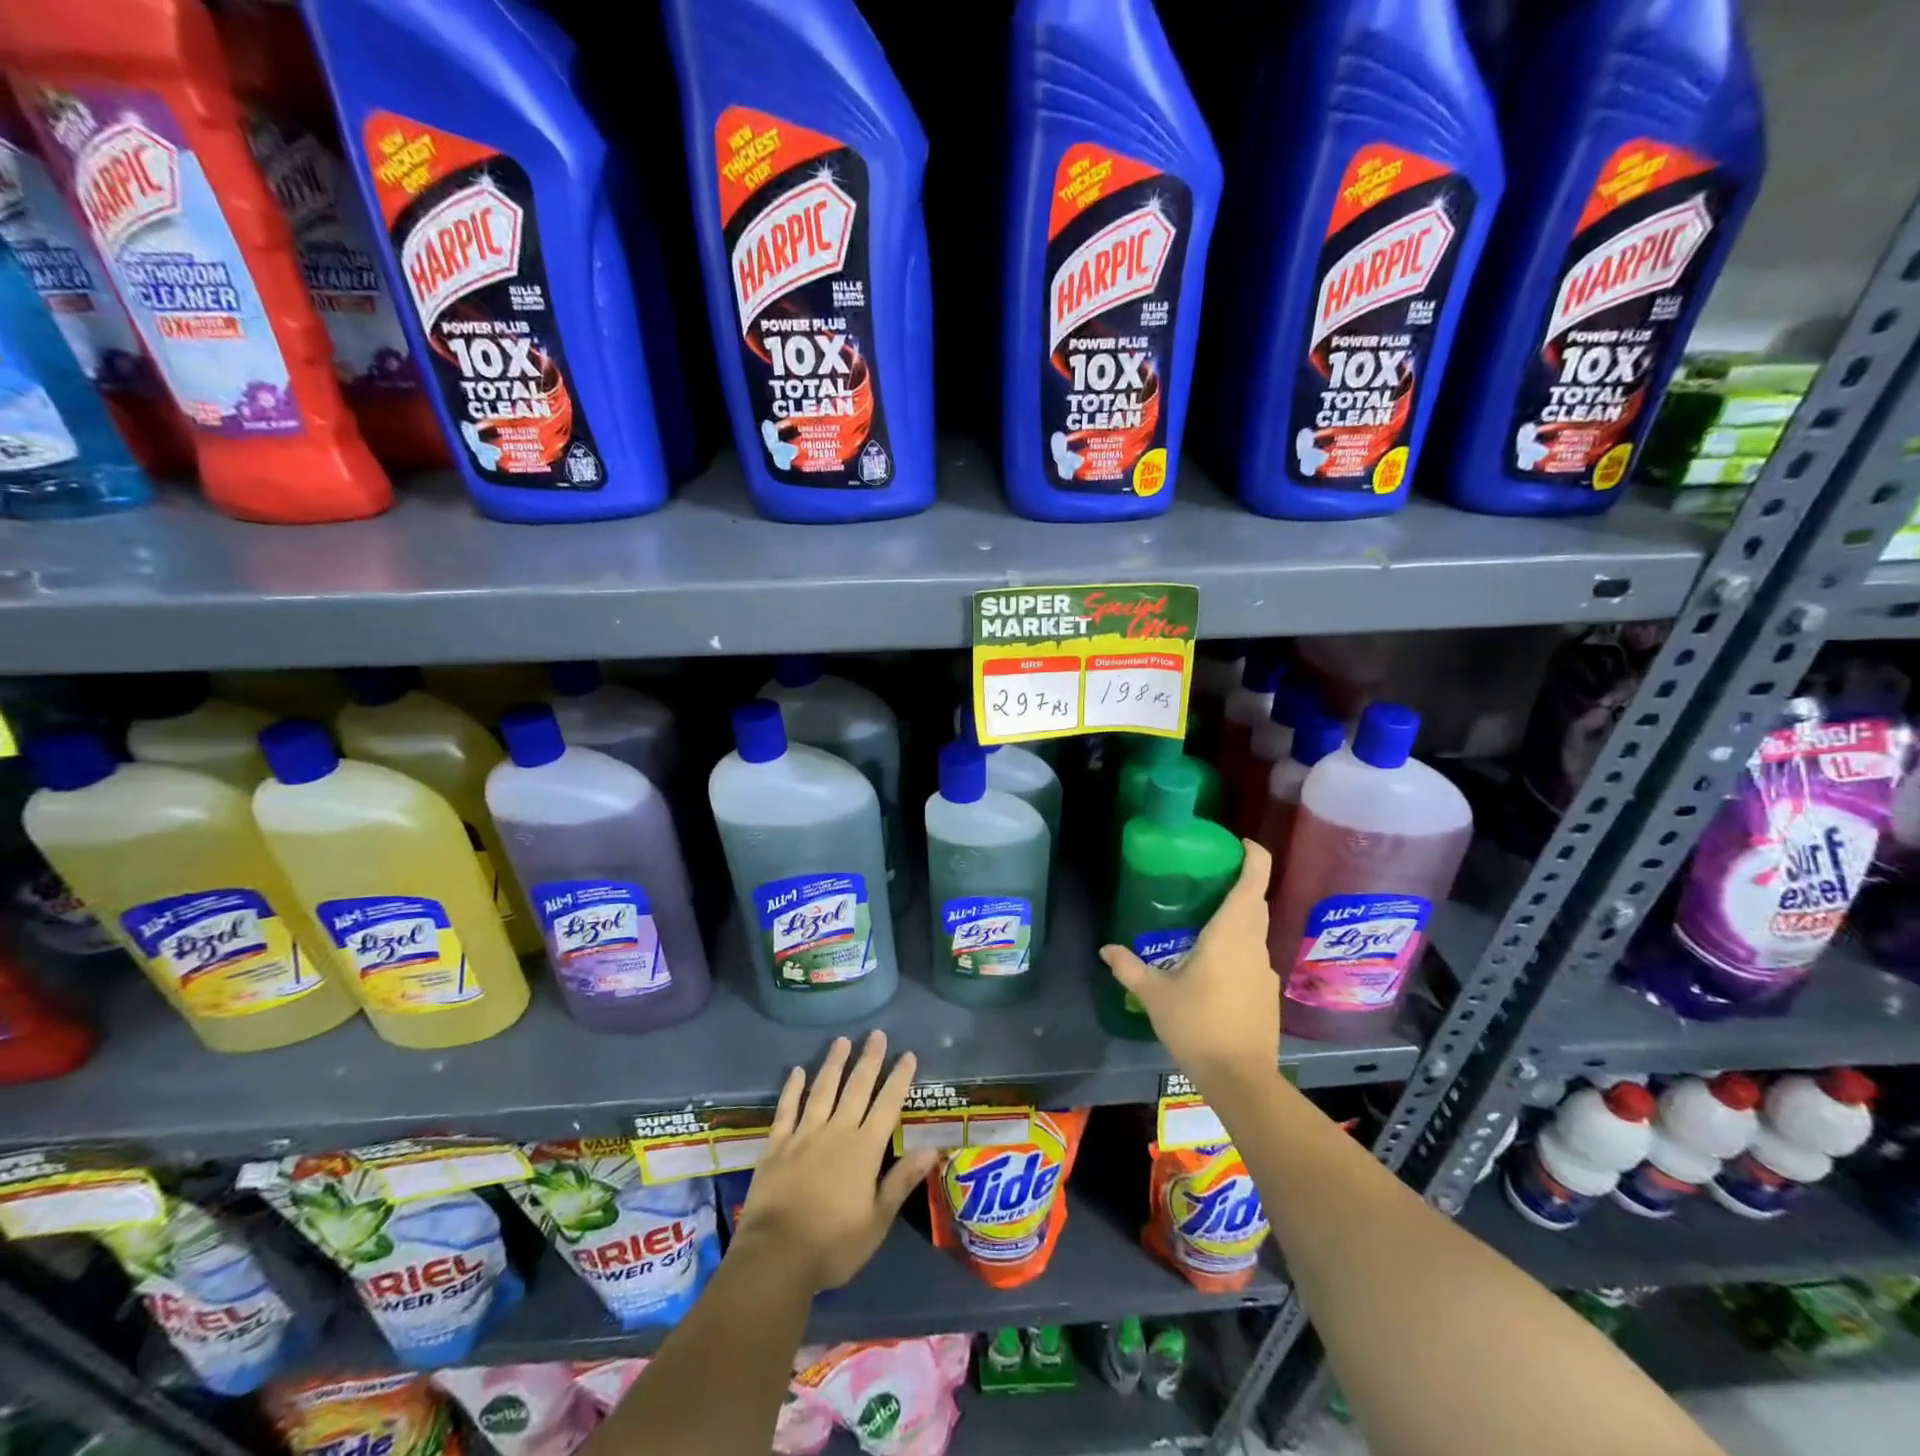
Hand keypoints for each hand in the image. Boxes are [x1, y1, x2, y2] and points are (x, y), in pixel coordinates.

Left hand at [731, 1031, 939, 1293]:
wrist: (776, 1257)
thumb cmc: (833, 1245)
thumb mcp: (877, 1221)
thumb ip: (902, 1181)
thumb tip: (932, 1148)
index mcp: (864, 1150)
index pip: (887, 1105)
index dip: (899, 1079)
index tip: (907, 1055)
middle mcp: (837, 1132)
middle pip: (856, 1088)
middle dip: (869, 1060)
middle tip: (876, 1034)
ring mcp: (804, 1135)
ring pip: (822, 1090)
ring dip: (834, 1064)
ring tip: (841, 1040)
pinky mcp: (777, 1145)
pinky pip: (786, 1109)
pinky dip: (792, 1089)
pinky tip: (797, 1071)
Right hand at [1100, 838, 1279, 1094]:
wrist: (1240, 1079)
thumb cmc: (1197, 1026)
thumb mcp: (1155, 995)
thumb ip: (1130, 968)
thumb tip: (1106, 949)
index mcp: (1230, 935)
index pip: (1252, 884)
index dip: (1255, 858)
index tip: (1242, 843)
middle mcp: (1253, 946)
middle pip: (1256, 903)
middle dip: (1243, 884)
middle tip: (1212, 877)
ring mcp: (1265, 971)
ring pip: (1256, 931)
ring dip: (1239, 917)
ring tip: (1206, 921)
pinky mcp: (1267, 993)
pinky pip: (1254, 956)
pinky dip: (1239, 947)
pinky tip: (1214, 965)